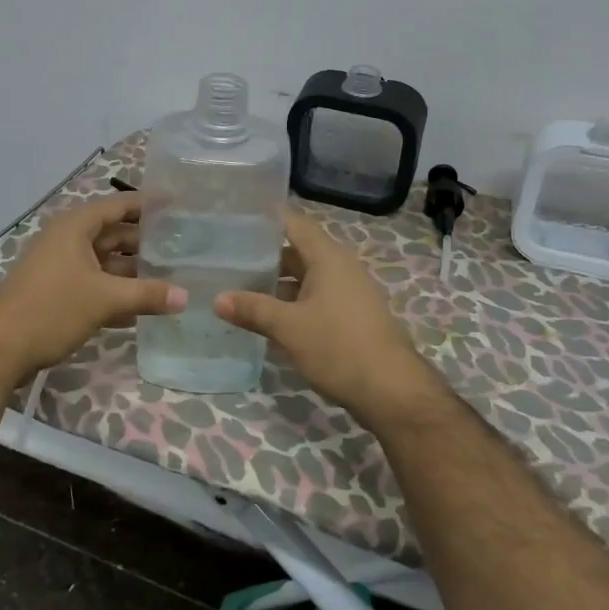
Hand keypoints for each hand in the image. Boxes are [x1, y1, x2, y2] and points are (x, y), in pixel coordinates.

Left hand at [0, 194, 185, 377]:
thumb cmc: (51, 310)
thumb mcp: (105, 300)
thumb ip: (147, 295)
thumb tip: (186, 297)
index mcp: (75, 227)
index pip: (118, 205)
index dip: (148, 204)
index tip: (179, 204)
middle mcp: (67, 241)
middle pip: (114, 234)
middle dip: (146, 242)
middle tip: (183, 246)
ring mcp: (61, 268)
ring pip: (105, 262)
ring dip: (133, 271)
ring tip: (172, 277)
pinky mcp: (57, 293)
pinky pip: (95, 284)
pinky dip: (117, 292)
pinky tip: (144, 308)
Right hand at [213, 210, 431, 422]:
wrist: (391, 390)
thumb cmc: (338, 347)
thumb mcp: (288, 327)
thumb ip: (252, 309)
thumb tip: (218, 298)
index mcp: (328, 258)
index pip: (294, 224)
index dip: (267, 219)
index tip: (237, 219)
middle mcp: (341, 267)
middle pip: (298, 251)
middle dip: (265, 256)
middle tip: (229, 259)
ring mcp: (349, 293)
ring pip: (306, 278)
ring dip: (277, 284)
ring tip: (241, 290)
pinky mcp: (351, 317)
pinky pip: (316, 298)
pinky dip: (292, 303)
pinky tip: (269, 319)